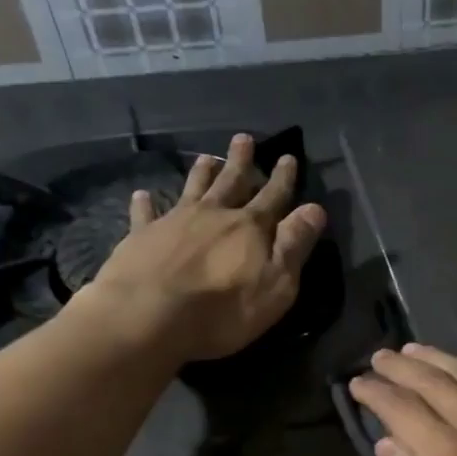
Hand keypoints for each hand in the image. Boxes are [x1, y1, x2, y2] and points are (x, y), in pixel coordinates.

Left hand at [79, 133, 325, 364]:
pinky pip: (144, 214)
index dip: (283, 178)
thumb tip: (315, 209)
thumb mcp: (276, 283)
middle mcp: (214, 215)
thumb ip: (294, 244)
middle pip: (231, 182)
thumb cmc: (223, 309)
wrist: (147, 316)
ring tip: (206, 157)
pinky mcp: (142, 237)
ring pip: (192, 189)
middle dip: (241, 161)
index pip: (273, 196)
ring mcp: (174, 222)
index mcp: (250, 227)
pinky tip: (142, 194)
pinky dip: (145, 203)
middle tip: (244, 138)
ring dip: (201, 173)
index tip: (288, 157)